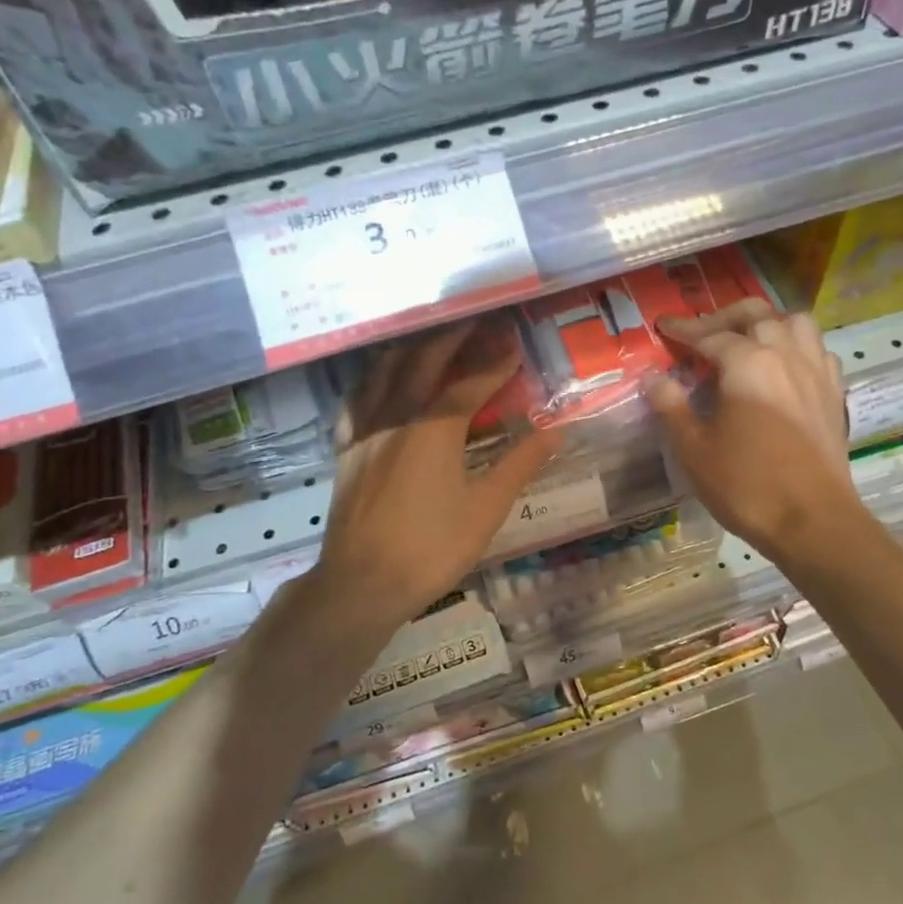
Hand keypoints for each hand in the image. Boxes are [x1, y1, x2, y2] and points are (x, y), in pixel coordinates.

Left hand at [313, 320, 560, 629]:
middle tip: (476, 320)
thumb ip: (520, 464)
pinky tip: (379, 379)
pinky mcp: (345, 448)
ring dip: (411, 348)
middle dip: (452, 337)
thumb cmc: (432, 548)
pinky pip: (356, 399)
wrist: (362, 583)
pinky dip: (372, 379)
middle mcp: (396, 416)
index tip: (515, 343)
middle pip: (423, 360)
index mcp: (434, 429)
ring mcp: (365, 430)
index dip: (495, 362)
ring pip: (384, 371)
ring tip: (430, 337)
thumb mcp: (486, 509)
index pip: (470, 382)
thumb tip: (557, 431)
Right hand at [644, 299, 866, 565]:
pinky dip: (794, 346)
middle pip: (755, 315)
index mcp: (748, 363)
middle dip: (723, 318)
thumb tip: (653, 377)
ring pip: (794, 323)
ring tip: (745, 341)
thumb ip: (671, 405)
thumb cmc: (746, 485)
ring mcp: (815, 372)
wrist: (813, 521)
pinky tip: (782, 367)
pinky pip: (816, 350)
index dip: (682, 330)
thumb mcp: (693, 448)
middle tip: (700, 334)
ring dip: (766, 323)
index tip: (662, 326)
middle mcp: (786, 354)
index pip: (709, 334)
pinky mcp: (833, 394)